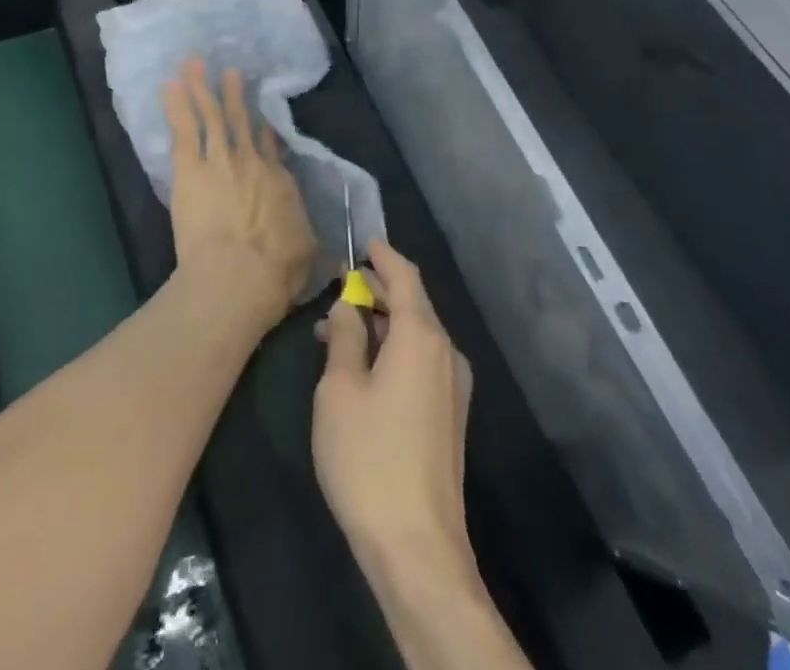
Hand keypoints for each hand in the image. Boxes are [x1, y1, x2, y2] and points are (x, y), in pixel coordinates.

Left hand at [162, 58, 316, 329]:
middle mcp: (251, 162)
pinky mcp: (191, 169)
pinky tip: (169, 84)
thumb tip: (338, 261)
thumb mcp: (307, 255)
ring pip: (211, 115)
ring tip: (193, 63)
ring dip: (201, 87)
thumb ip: (314, 246)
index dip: (265, 130)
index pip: (271, 147)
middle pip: (241, 121)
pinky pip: (184, 129)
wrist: (239, 275)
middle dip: (234, 94)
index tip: (262, 118)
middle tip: (231, 71)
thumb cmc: (275, 271)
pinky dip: (177, 105)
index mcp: (279, 181)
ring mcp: (220, 160)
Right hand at [312, 241, 476, 593]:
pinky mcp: (450, 415)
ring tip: (337, 329)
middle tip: (339, 285)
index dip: (383, 256)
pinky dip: (392, 350)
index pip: (405, 277)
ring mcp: (452, 386)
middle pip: (412, 304)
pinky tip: (361, 365)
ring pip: (414, 335)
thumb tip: (347, 306)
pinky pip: (420, 361)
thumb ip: (344, 337)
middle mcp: (445, 352)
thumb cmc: (369, 458)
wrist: (418, 548)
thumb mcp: (339, 390)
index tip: (363, 241)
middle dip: (376, 291)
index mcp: (421, 336)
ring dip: (380, 324)